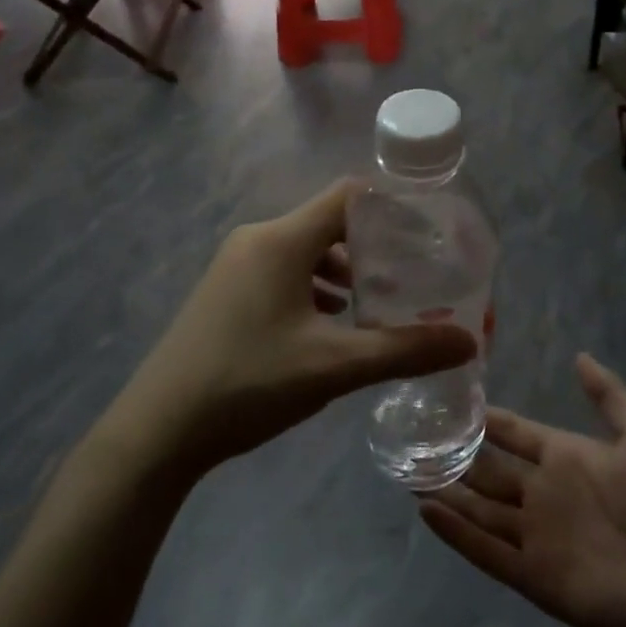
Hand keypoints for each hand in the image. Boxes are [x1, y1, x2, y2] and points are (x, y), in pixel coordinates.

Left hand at [119, 181, 477, 473]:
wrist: (157, 430)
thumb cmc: (248, 382)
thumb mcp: (333, 367)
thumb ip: (403, 350)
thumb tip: (468, 342)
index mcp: (283, 240)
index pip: (349, 196)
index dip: (392, 207)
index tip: (429, 231)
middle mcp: (258, 239)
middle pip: (330, 223)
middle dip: (374, 246)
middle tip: (413, 275)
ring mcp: (236, 264)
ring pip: (306, 250)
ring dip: (344, 270)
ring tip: (378, 302)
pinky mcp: (226, 291)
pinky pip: (283, 271)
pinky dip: (315, 286)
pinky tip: (332, 321)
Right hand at [420, 355, 625, 626]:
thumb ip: (610, 396)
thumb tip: (578, 355)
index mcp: (565, 458)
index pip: (513, 432)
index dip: (486, 417)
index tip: (449, 398)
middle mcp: (543, 493)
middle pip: (488, 469)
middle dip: (454, 453)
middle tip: (413, 434)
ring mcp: (535, 535)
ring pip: (479, 507)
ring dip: (446, 491)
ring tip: (408, 470)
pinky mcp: (532, 575)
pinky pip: (486, 551)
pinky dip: (456, 533)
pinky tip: (426, 511)